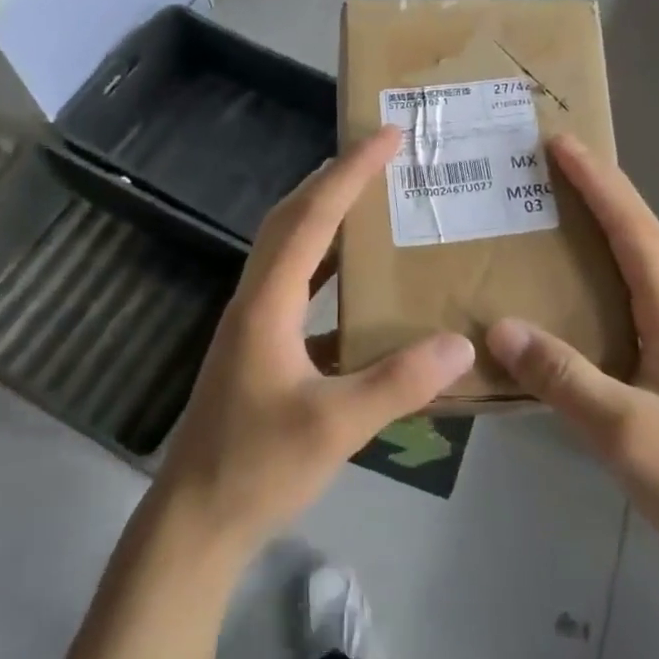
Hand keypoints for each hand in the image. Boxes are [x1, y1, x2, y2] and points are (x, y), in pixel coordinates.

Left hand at [153, 126, 475, 563]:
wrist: (196, 521)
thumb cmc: (257, 467)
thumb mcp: (335, 426)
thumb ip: (399, 383)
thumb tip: (462, 344)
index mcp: (267, 302)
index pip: (311, 218)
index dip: (349, 173)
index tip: (386, 136)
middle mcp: (257, 299)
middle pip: (292, 219)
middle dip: (335, 179)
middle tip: (380, 153)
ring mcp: (255, 324)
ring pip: (292, 250)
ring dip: (328, 217)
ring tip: (374, 201)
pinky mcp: (262, 348)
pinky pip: (299, 288)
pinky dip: (329, 268)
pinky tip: (362, 284)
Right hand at [487, 137, 658, 580]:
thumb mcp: (624, 431)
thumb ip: (563, 376)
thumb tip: (501, 328)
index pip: (635, 231)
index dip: (599, 183)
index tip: (563, 143)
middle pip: (643, 238)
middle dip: (601, 195)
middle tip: (554, 169)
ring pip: (644, 270)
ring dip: (607, 233)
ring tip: (561, 218)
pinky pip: (640, 302)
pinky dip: (609, 277)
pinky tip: (585, 297)